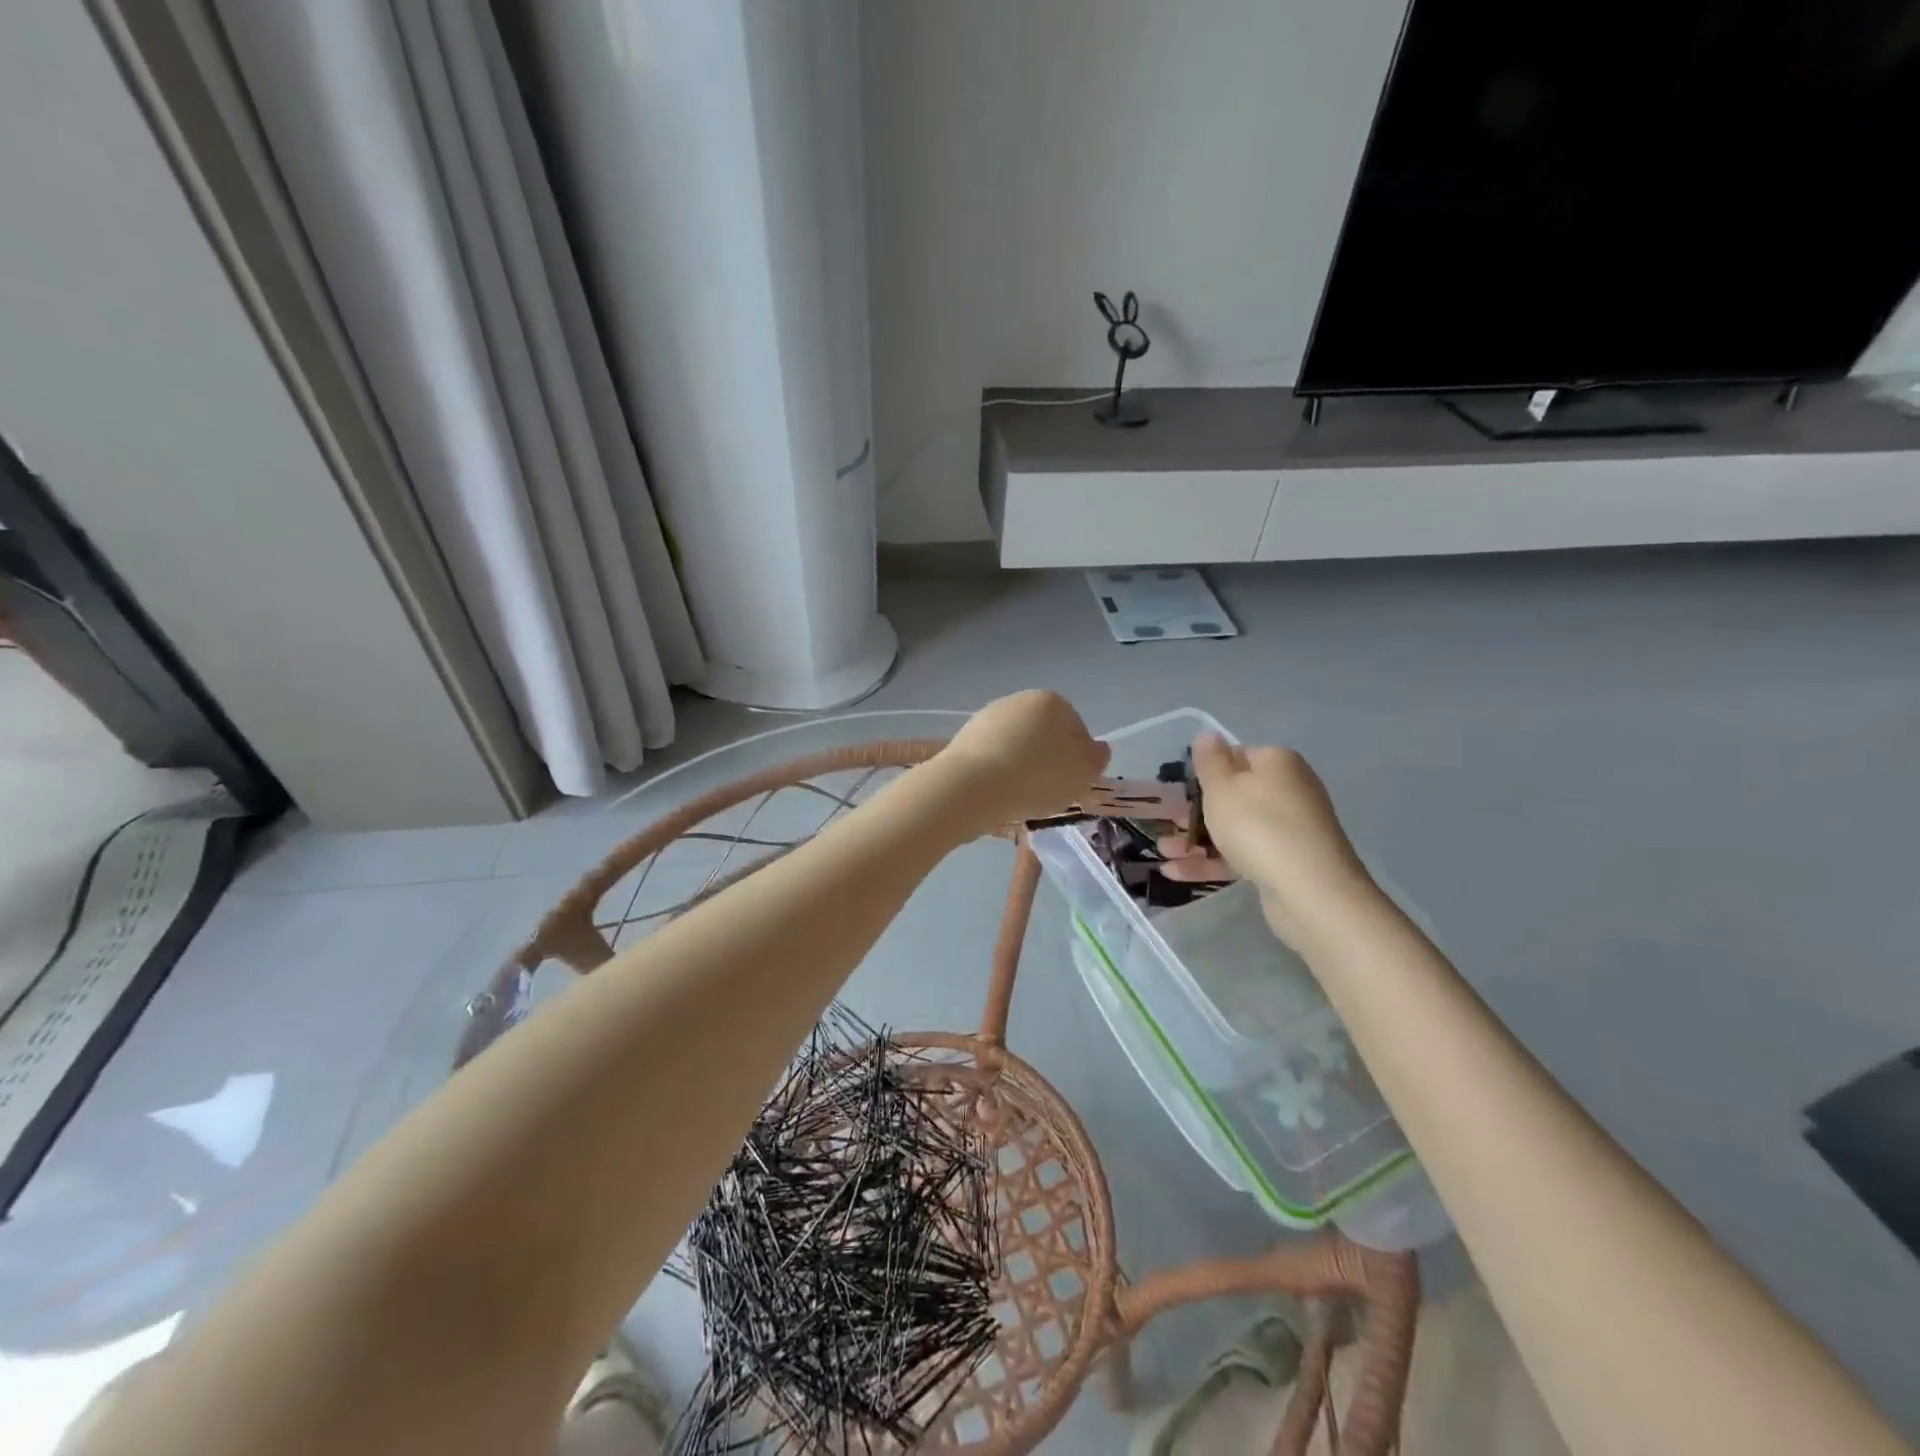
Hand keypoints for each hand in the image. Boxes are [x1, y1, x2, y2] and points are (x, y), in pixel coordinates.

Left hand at [936, 691, 1109, 828]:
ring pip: (1016, 748)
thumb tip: (1096, 749)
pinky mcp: (963, 740)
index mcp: (1051, 700)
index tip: (1071, 782)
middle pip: (1043, 736)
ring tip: (1020, 799)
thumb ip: (1097, 758)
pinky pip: (991, 761)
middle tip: (1047, 793)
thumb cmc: (1038, 776)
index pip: (1076, 728)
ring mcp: (987, 718)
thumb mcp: (1085, 771)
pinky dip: (997, 776)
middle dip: (1046, 762)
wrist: (972, 787)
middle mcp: (1017, 701)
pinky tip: (997, 796)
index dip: (1077, 759)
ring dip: (1021, 770)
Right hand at [1159, 734, 1380, 945]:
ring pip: (1235, 828)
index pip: (1235, 756)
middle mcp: (1288, 790)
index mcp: (1276, 762)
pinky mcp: (1286, 862)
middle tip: (1166, 823)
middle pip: (1234, 794)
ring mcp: (1289, 828)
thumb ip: (1210, 760)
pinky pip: (1242, 855)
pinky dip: (1212, 862)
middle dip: (1195, 810)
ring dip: (1196, 839)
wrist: (1311, 892)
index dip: (1205, 772)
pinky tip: (1176, 873)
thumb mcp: (1222, 787)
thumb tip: (1208, 734)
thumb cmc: (1258, 827)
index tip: (1178, 790)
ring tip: (1163, 852)